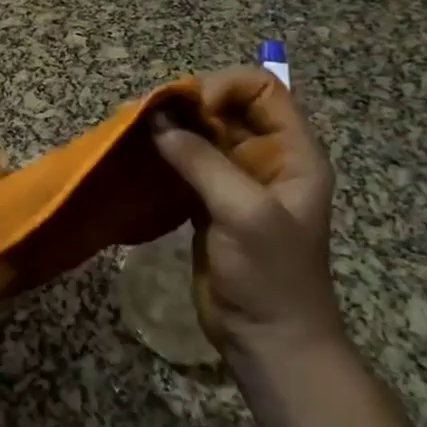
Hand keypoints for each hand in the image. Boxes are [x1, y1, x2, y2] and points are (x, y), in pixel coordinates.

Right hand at [148, 68, 341, 368]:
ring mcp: (235, 182)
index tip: (189, 107)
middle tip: (147, 114)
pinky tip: (137, 156)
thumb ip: (203, 162)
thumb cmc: (270, 275)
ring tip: (133, 130)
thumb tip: (156, 121)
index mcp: (293, 153)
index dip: (225, 86)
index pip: (263, 89)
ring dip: (170, 128)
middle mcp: (265, 159)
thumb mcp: (244, 212)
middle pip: (227, 107)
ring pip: (201, 135)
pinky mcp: (208, 204)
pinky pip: (185, 164)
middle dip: (188, 104)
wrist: (268, 340)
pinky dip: (162, 155)